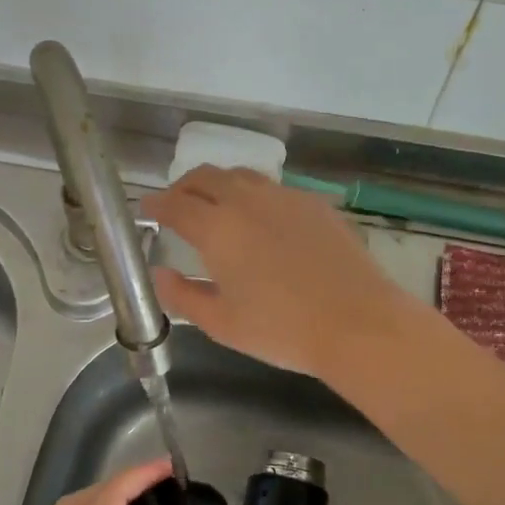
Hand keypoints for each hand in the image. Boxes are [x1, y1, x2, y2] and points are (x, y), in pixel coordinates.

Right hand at [142, 165, 424, 378]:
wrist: (357, 322)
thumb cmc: (282, 329)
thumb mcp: (222, 323)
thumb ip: (183, 296)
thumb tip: (159, 275)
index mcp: (217, 228)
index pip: (174, 205)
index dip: (155, 205)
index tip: (146, 209)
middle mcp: (247, 201)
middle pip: (205, 177)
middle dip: (184, 187)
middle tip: (177, 205)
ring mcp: (284, 197)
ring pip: (241, 176)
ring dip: (220, 185)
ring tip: (217, 207)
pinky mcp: (314, 203)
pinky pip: (273, 188)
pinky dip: (254, 195)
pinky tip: (262, 220)